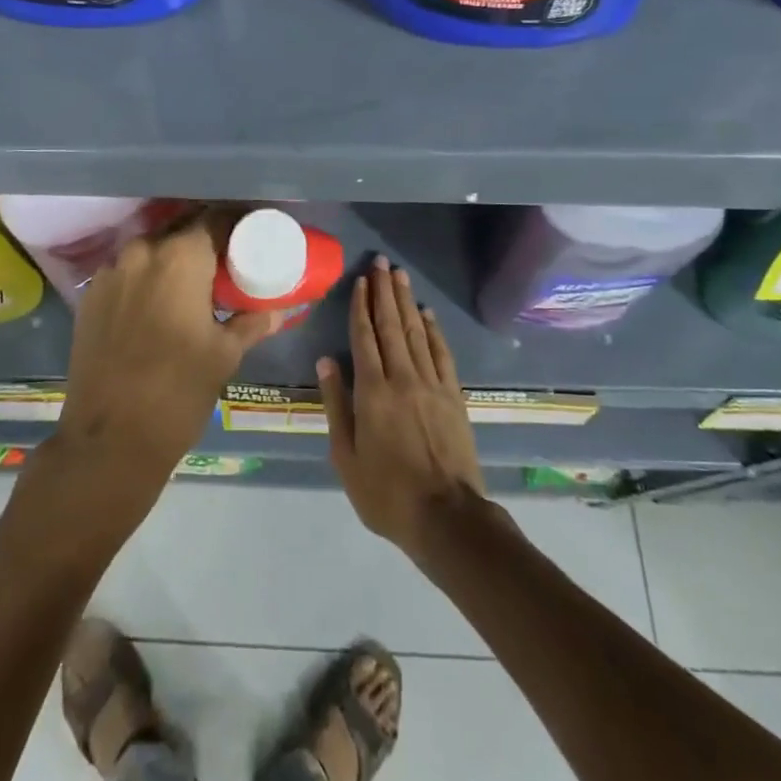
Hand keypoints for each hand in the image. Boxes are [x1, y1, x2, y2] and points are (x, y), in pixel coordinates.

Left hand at [56, 210, 277, 489]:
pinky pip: (126, 271)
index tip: (251, 237)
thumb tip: (278, 310)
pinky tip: (158, 302)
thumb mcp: (224, 355)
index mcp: (180, 257)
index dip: (236, 224)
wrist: (108, 440)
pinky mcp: (90, 296)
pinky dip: (146, 276)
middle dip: (204, 239)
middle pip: (180, 229)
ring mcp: (110, 272)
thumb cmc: (177, 392)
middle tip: (226, 260)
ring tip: (193, 282)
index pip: (214, 219)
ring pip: (150, 249)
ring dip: (173, 257)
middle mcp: (142, 252)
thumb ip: (251, 323)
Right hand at [318, 257, 486, 559]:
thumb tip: (326, 361)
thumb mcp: (346, 456)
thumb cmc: (386, 493)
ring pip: (416, 333)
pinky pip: (442, 354)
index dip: (361, 305)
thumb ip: (336, 404)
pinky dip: (434, 331)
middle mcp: (402, 378)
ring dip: (407, 302)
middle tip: (382, 263)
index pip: (364, 337)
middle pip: (391, 325)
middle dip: (385, 292)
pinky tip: (428, 315)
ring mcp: (432, 384)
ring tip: (401, 276)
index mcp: (372, 391)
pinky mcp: (454, 396)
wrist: (447, 517)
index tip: (361, 280)